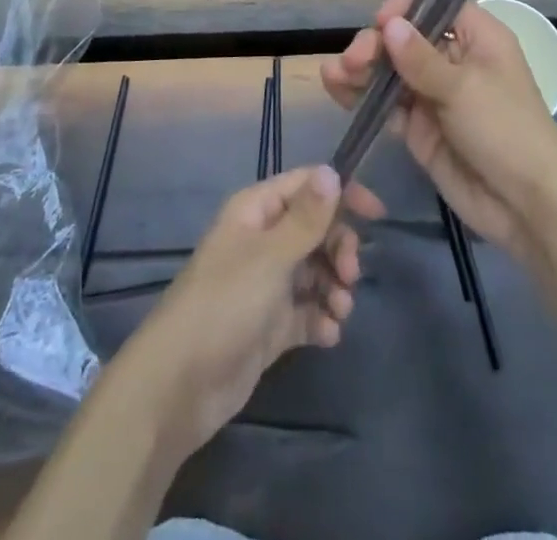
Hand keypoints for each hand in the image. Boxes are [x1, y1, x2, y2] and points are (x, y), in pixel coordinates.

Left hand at [124, 165, 384, 460]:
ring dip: (335, 286)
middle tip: (349, 275)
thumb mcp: (270, 256)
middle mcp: (263, 240)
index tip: (377, 214)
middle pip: (317, 229)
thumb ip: (306, 217)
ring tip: (340, 311)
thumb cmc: (224, 305)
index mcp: (256, 211)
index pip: (307, 185)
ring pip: (316, 270)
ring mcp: (267, 284)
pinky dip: (322, 318)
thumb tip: (332, 170)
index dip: (342, 194)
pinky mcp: (270, 325)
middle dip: (339, 248)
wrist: (179, 386)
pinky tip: (327, 334)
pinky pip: (308, 310)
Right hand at [320, 0, 556, 262]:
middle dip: (375, 44)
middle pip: (406, 38)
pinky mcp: (419, 127)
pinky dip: (362, 96)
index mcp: (478, 38)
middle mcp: (454, 60)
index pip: (436, 7)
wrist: (526, 207)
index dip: (405, 9)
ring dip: (361, 68)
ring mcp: (434, 94)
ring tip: (332, 74)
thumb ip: (421, 59)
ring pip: (391, 70)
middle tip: (353, 61)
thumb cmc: (506, 131)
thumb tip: (389, 23)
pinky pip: (386, 103)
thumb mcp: (464, 89)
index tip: (379, 22)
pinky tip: (337, 89)